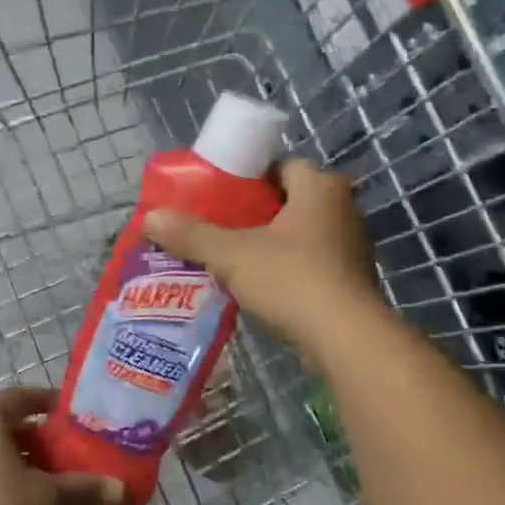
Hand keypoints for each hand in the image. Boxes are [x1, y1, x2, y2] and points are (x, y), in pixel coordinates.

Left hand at [0, 387, 124, 504]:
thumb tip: (122, 488)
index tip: (68, 412)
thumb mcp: (49, 498)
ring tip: (53, 483)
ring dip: (24, 464)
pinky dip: (6, 483)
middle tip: (68, 453)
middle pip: (8, 428)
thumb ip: (85, 488)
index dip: (45, 400)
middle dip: (40, 440)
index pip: (19, 398)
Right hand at [144, 158, 382, 355]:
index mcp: (320, 187)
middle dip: (257, 213)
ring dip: (273, 243)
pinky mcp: (353, 280)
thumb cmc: (291, 279)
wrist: (345, 338)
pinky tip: (261, 286)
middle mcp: (344, 209)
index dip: (248, 177)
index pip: (281, 166)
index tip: (220, 196)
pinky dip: (289, 269)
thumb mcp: (232, 254)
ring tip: (234, 258)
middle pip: (290, 200)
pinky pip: (313, 262)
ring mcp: (353, 246)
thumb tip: (150, 217)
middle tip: (221, 227)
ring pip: (302, 234)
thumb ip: (192, 234)